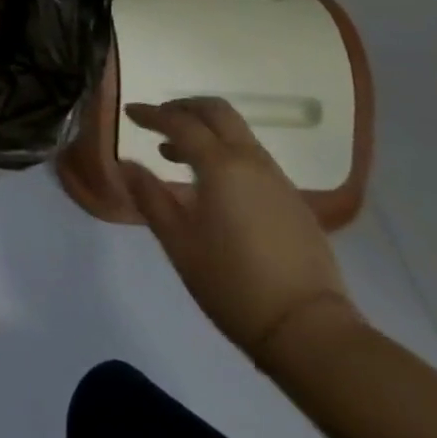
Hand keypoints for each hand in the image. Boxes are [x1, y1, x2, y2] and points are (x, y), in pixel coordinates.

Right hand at [120, 98, 359, 363]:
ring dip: (206, 130)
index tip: (130, 112)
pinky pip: (253, 156)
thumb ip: (150, 197)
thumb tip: (127, 164)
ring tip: (178, 153)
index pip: (180, 123)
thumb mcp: (178, 242)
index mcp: (221, 166)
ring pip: (238, 132)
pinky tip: (213, 183)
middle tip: (159, 120)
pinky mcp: (292, 200)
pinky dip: (226, 151)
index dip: (152, 114)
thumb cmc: (232, 283)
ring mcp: (278, 179)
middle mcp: (252, 161)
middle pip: (217, 112)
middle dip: (185, 108)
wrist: (309, 329)